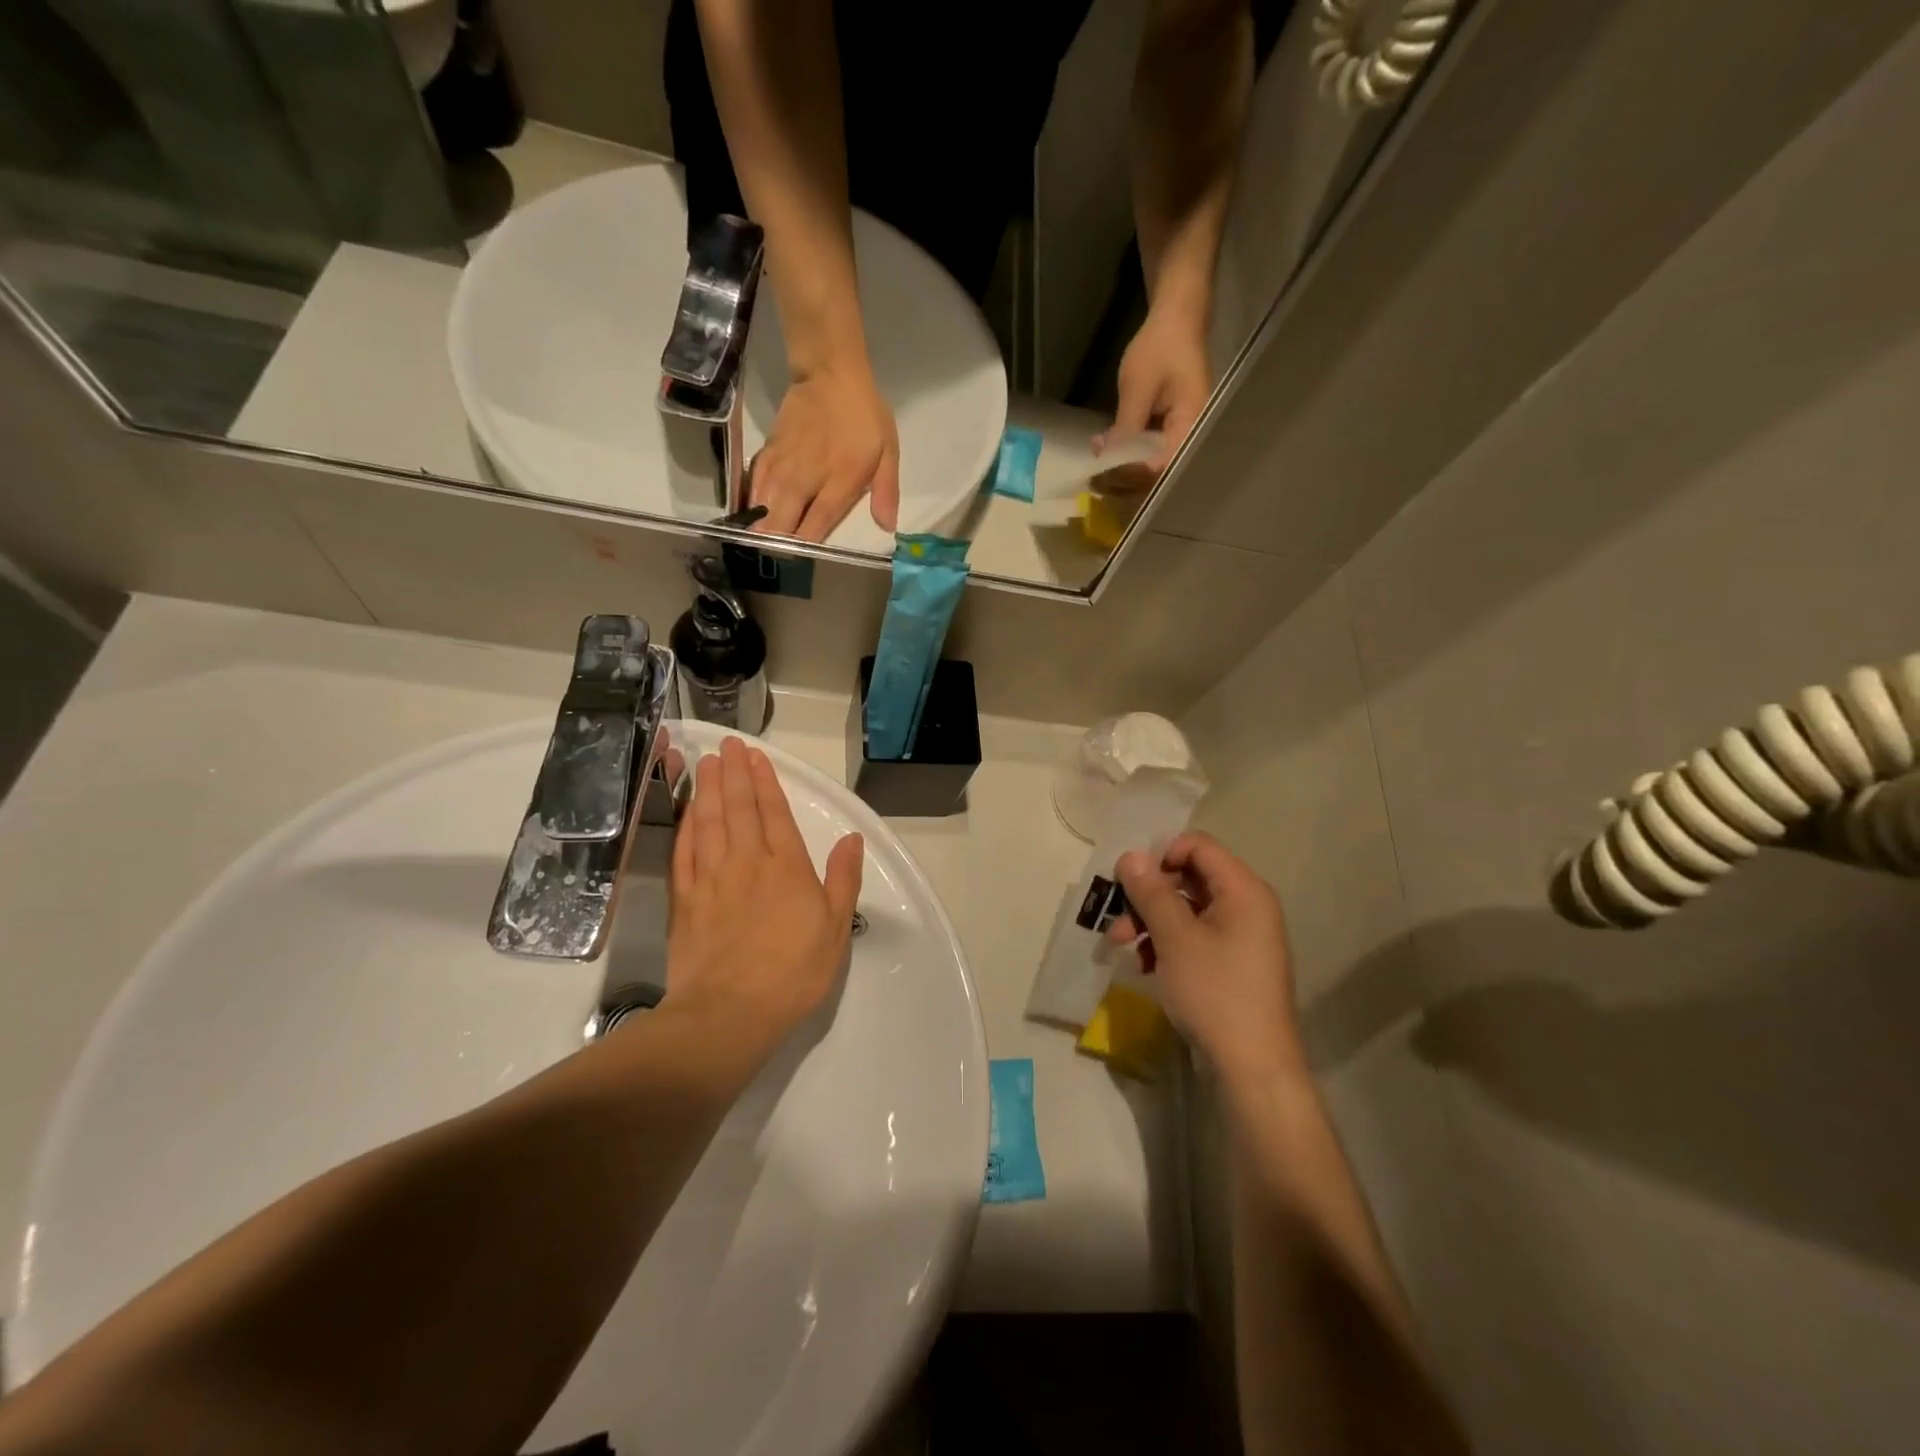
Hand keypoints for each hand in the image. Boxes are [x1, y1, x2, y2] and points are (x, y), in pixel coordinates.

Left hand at [666, 738, 865, 1057]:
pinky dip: (685, 827)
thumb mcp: (835, 928)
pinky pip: (684, 852)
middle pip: (738, 808)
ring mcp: (711, 879)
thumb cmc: (793, 972)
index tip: (755, 756)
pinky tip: (687, 812)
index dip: (765, 781)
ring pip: (708, 822)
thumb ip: (843, 879)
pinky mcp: (685, 900)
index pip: (774, 813)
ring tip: (705, 764)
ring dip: (707, 790)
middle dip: (733, 773)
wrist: (730, 1012)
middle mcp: (747, 862)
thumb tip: (852, 839)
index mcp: (786, 867)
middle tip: (727, 745)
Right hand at [751, 365, 900, 541]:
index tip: (801, 563)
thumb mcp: (888, 452)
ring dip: (761, 528)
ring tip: (759, 546)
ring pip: (763, 508)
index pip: (816, 526)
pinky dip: (752, 503)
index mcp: (838, 484)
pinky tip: (752, 516)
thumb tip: (887, 527)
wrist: (829, 373)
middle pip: (782, 523)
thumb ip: (885, 492)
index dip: (806, 548)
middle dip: (778, 545)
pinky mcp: (767, 454)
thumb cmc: (864, 415)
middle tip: (777, 558)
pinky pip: (754, 486)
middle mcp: (805, 480)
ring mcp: (782, 467)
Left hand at [1098, 305, 1212, 490]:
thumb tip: (1108, 459)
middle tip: (1096, 479)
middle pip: (1158, 468)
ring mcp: (1180, 429)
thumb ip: (1126, 426)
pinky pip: (1149, 445)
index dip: (1133, 474)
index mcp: (1191, 424)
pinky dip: (1128, 449)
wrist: (1175, 316)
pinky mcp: (1168, 424)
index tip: (1105, 477)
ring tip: (1096, 470)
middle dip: (1126, 475)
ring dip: (1124, 464)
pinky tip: (1106, 449)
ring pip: (1152, 459)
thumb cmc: (1160, 346)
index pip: (1162, 465)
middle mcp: (1190, 432)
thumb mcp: (1138, 386)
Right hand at [1109, 831, 1303, 1085]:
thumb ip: (1151, 892)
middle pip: (1188, 878)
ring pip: (1186, 910)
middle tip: (1116, 918)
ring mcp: (1241, 937)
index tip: (1132, 883)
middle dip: (1148, 895)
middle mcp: (1246, 905)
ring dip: (1150, 921)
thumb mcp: (1175, 938)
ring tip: (1121, 946)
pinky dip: (1166, 944)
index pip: (1198, 846)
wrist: (1252, 1068)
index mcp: (1243, 890)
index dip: (1160, 855)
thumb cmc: (1215, 992)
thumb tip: (1130, 855)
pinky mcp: (1231, 964)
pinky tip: (1143, 965)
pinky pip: (1194, 936)